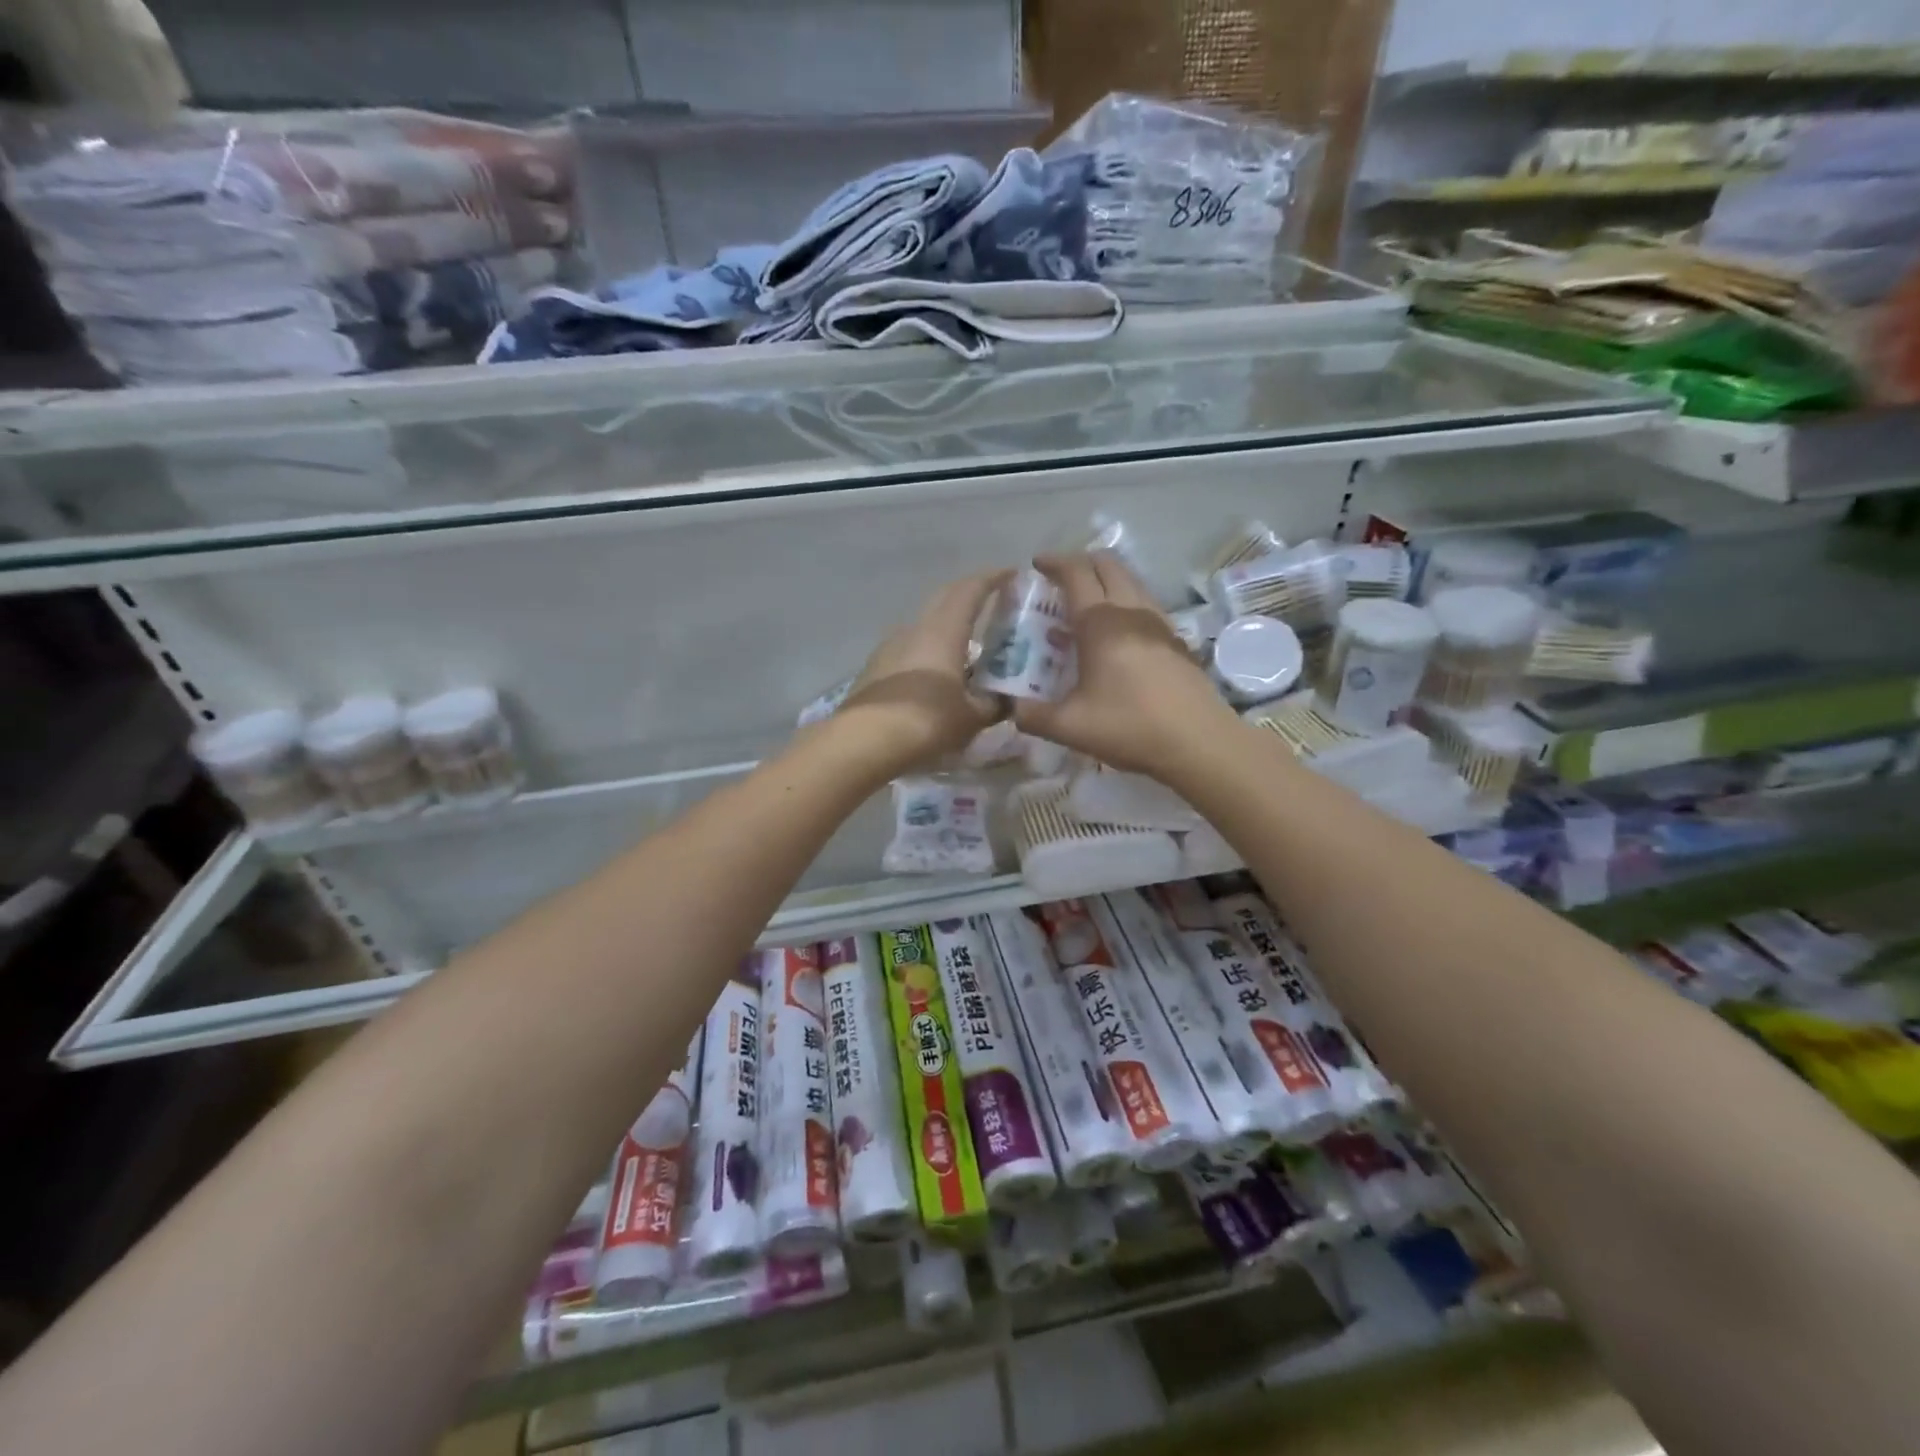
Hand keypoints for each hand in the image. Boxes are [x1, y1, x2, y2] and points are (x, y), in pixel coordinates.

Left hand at [832, 570, 1008, 777]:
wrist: (864, 741)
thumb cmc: (927, 721)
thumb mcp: (972, 718)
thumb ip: (994, 705)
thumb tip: (1008, 701)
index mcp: (944, 630)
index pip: (971, 590)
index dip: (992, 578)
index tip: (1011, 574)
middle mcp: (915, 628)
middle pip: (944, 598)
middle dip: (969, 595)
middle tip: (991, 603)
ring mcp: (890, 646)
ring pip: (925, 625)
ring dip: (946, 627)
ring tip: (965, 647)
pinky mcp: (874, 668)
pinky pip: (909, 649)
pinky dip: (928, 652)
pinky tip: (935, 674)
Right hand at [1014, 552, 1238, 777]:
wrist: (1199, 743)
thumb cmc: (1130, 727)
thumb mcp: (1070, 727)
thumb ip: (1032, 716)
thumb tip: (1011, 709)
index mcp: (1100, 623)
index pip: (1075, 573)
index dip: (1053, 563)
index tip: (1036, 564)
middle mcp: (1131, 611)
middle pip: (1107, 566)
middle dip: (1081, 563)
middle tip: (1060, 579)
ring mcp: (1159, 623)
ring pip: (1131, 582)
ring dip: (1106, 580)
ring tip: (1087, 603)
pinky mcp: (1177, 640)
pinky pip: (1145, 604)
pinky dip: (1125, 602)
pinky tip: (1118, 633)